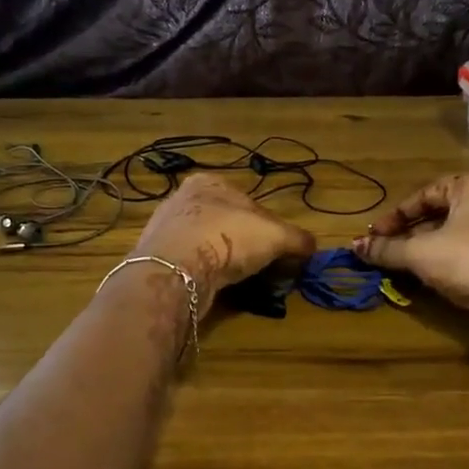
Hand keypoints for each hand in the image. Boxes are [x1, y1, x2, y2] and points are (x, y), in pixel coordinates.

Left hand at [133, 175, 316, 312]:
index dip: (267, 226)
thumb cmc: (228, 238)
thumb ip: (297, 238)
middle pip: (225, 222)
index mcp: (210, 182)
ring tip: (236, 281)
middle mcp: (182, 199)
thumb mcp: (276, 235)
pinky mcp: (156, 258)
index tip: (277, 249)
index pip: (248, 202)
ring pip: (205, 244)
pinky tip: (212, 287)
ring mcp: (165, 229)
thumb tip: (312, 247)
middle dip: (242, 243)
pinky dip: (202, 274)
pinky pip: (188, 264)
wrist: (176, 270)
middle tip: (258, 267)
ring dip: (220, 260)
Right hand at [350, 173, 468, 327]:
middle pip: (443, 212)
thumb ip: (386, 249)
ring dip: (430, 247)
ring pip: (459, 233)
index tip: (377, 233)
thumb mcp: (419, 253)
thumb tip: (354, 246)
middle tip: (390, 248)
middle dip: (412, 232)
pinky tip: (436, 276)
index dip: (397, 214)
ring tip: (407, 264)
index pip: (427, 192)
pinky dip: (451, 259)